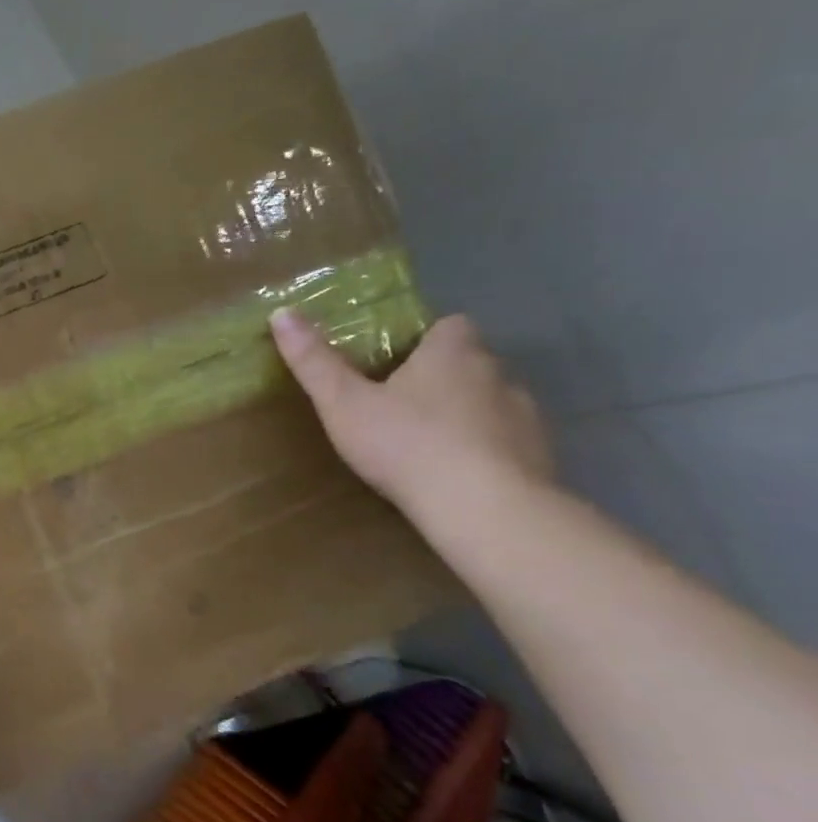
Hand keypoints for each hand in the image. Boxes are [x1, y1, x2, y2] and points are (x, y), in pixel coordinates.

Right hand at [269, 310, 552, 520]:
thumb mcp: (342, 403)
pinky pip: (507, 441)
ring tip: (425, 442)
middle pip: (470, 363)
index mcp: (452, 353)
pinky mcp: (540, 456)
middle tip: (397, 403)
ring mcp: (525, 416)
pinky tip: (456, 474)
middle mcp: (497, 374)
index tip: (395, 359)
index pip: (450, 325)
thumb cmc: (406, 444)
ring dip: (465, 413)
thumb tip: (282, 313)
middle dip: (440, 377)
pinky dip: (484, 449)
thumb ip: (314, 361)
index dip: (425, 338)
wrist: (483, 508)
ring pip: (490, 402)